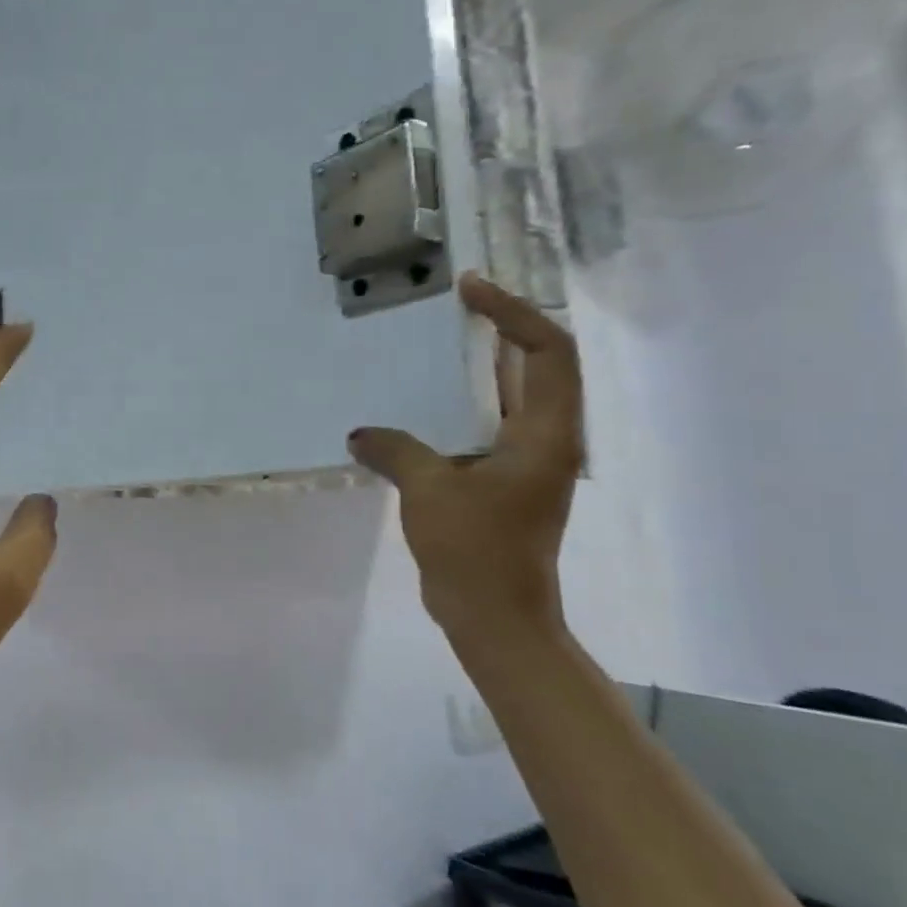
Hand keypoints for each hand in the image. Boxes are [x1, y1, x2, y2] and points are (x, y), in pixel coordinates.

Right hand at [348, 275, 584, 635]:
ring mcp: (526, 462)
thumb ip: (395, 450)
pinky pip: (488, 424)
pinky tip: (425, 401)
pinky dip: (464, 403)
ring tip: (441, 341)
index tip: (470, 291)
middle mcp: (546, 440)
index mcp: (545, 435)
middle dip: (504, 328)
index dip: (513, 313)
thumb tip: (359, 434)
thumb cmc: (475, 548)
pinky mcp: (503, 481)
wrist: (495, 615)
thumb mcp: (429, 490)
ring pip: (513, 396)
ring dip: (485, 365)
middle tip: (458, 304)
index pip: (546, 352)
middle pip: (538, 366)